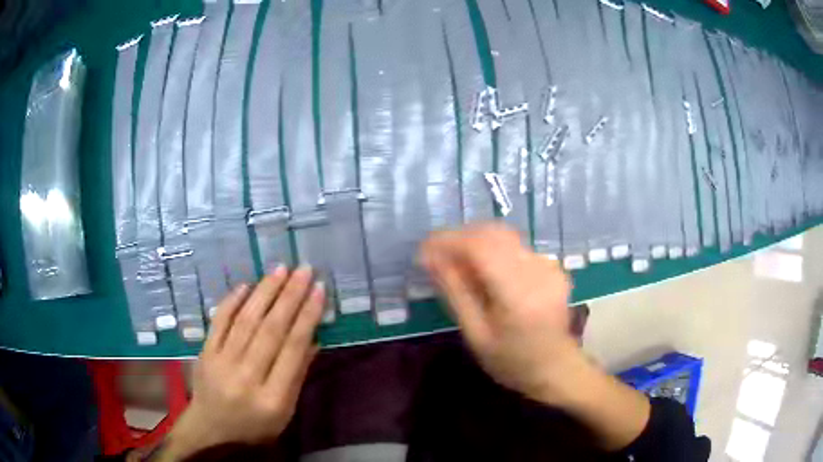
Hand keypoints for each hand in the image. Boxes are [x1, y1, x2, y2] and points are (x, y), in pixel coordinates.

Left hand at [164, 266, 323, 459]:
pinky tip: (246, 285)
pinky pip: (219, 321)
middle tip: (304, 270)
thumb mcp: (285, 412)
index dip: (307, 317)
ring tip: (280, 269)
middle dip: (290, 296)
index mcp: (272, 397)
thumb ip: (297, 376)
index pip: (293, 350)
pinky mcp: (205, 352)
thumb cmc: (255, 426)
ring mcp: (221, 362)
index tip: (319, 290)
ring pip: (245, 321)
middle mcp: (246, 377)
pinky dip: (232, 301)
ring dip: (264, 292)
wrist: (211, 429)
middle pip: (270, 330)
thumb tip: (313, 338)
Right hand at [420, 223, 577, 403]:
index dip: (448, 241)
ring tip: (456, 260)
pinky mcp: (552, 266)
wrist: (555, 368)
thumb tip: (430, 258)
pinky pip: (516, 246)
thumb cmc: (511, 361)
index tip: (424, 249)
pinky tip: (485, 270)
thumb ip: (454, 292)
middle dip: (460, 237)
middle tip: (437, 254)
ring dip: (476, 241)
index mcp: (518, 293)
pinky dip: (494, 250)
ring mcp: (548, 265)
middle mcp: (537, 270)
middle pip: (493, 234)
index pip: (480, 247)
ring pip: (505, 235)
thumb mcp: (476, 333)